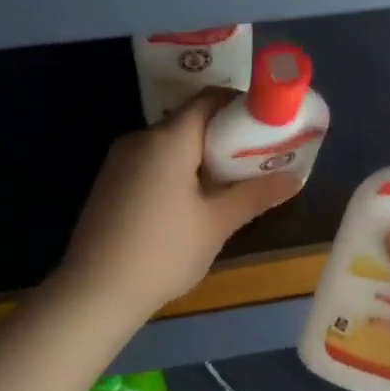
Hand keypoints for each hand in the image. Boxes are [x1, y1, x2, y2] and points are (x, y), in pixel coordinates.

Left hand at [56, 90, 300, 322]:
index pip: (209, 99)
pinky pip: (151, 161)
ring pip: (170, 143)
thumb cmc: (163, 252)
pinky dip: (177, 169)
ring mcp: (119, 160)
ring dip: (200, 155)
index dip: (240, 105)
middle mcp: (140, 138)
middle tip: (255, 159)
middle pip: (190, 121)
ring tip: (228, 183)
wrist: (95, 291)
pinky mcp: (109, 182)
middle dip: (224, 135)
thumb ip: (255, 195)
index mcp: (168, 139)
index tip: (266, 125)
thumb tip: (294, 178)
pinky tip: (191, 201)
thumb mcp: (216, 224)